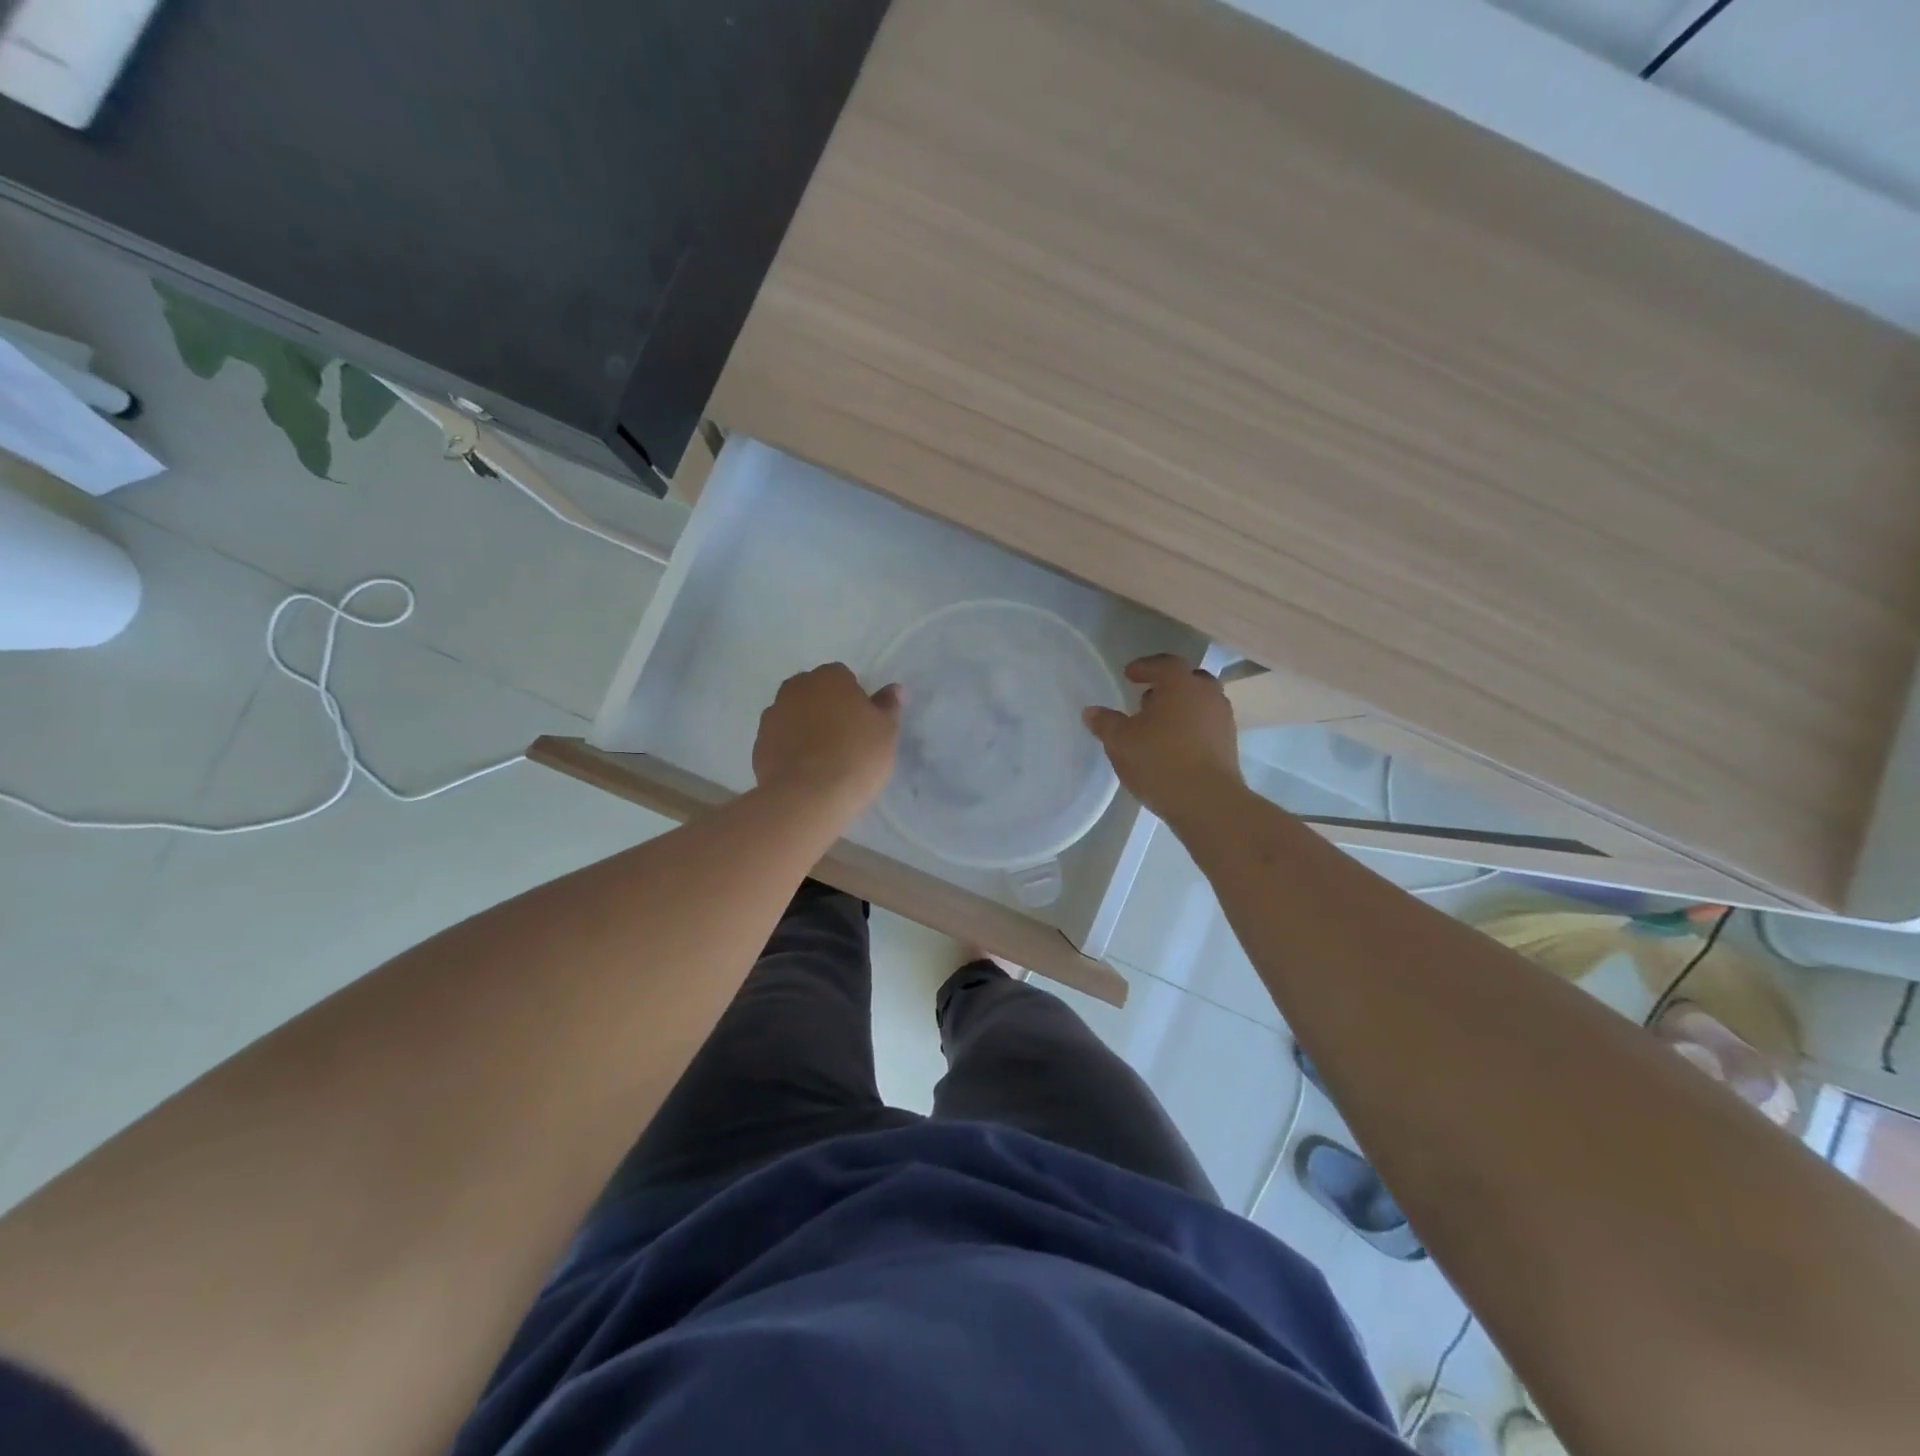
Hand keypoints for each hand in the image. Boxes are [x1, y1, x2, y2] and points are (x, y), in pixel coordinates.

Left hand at [753, 664, 901, 818]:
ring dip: (806, 727)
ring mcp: (772, 715)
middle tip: (844, 739)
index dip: (854, 699)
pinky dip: (790, 749)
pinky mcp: (759, 744)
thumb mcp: (886, 732)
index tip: (863, 724)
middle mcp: (796, 688)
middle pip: (814, 692)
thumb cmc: (856, 756)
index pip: (843, 677)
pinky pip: (780, 740)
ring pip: (794, 715)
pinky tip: (805, 772)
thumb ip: (888, 706)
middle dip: (826, 708)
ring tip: (823, 759)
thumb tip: (894, 689)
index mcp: (829, 677)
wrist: (808, 797)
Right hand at [1084, 656, 1244, 824]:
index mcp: (1181, 685)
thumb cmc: (1159, 761)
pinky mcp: (1229, 745)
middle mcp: (1207, 695)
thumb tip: (1091, 711)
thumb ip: (1105, 723)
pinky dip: (1191, 728)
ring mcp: (1223, 720)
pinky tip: (1173, 746)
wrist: (1206, 801)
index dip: (1145, 667)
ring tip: (1157, 726)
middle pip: (1189, 680)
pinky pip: (1207, 725)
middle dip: (1168, 686)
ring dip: (1181, 708)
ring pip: (1200, 703)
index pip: (1164, 663)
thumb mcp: (1120, 742)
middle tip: (1147, 698)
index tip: (1129, 675)